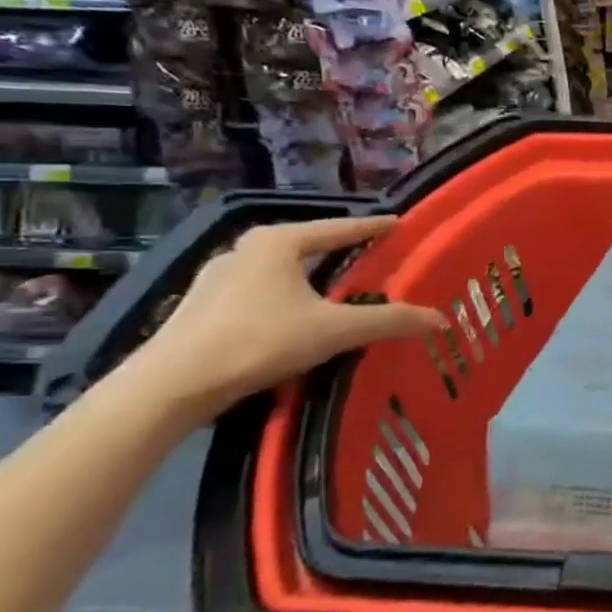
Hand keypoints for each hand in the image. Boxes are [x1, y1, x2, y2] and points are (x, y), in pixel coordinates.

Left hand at [128, 216, 444, 421]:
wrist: (169, 387)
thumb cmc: (258, 341)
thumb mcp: (334, 331)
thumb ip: (390, 321)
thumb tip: (442, 319)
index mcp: (278, 242)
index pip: (339, 227)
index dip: (373, 227)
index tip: (399, 224)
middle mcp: (246, 249)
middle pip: (308, 245)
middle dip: (341, 250)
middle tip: (374, 258)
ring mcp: (218, 278)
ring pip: (281, 270)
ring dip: (311, 276)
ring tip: (339, 289)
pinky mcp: (202, 307)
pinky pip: (260, 291)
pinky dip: (287, 296)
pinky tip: (296, 317)